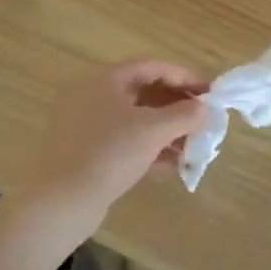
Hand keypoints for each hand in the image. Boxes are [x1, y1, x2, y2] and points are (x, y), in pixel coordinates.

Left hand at [30, 61, 206, 223]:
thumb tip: (204, 108)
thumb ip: (185, 114)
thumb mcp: (154, 130)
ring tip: (191, 147)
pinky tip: (170, 165)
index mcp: (105, 79)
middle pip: (144, 92)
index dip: (184, 77)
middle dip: (177, 107)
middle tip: (202, 120)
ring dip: (165, 130)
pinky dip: (147, 147)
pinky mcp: (83, 151)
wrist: (61, 202)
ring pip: (135, 119)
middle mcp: (92, 95)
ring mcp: (85, 124)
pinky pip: (123, 140)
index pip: (153, 67)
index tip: (209, 93)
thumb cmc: (110, 153)